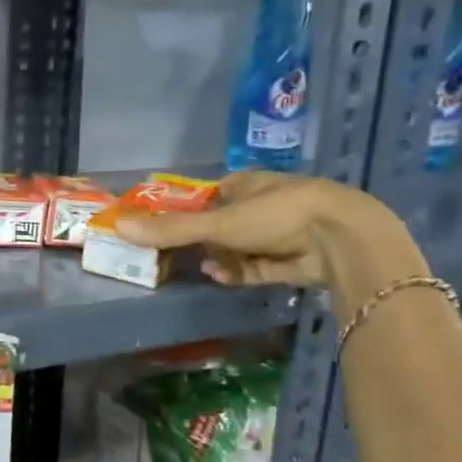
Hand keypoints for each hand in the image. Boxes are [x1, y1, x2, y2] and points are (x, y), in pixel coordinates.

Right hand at [113, 170, 415, 296]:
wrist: (342, 240)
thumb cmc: (278, 216)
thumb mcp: (217, 222)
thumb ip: (171, 229)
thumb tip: (119, 226)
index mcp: (249, 184)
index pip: (211, 195)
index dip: (187, 209)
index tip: (164, 227)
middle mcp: (265, 206)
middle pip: (223, 224)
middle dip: (201, 240)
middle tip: (174, 254)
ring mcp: (281, 234)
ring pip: (239, 249)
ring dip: (219, 259)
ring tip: (203, 268)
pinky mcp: (292, 262)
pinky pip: (255, 268)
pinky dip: (238, 273)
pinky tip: (221, 277)